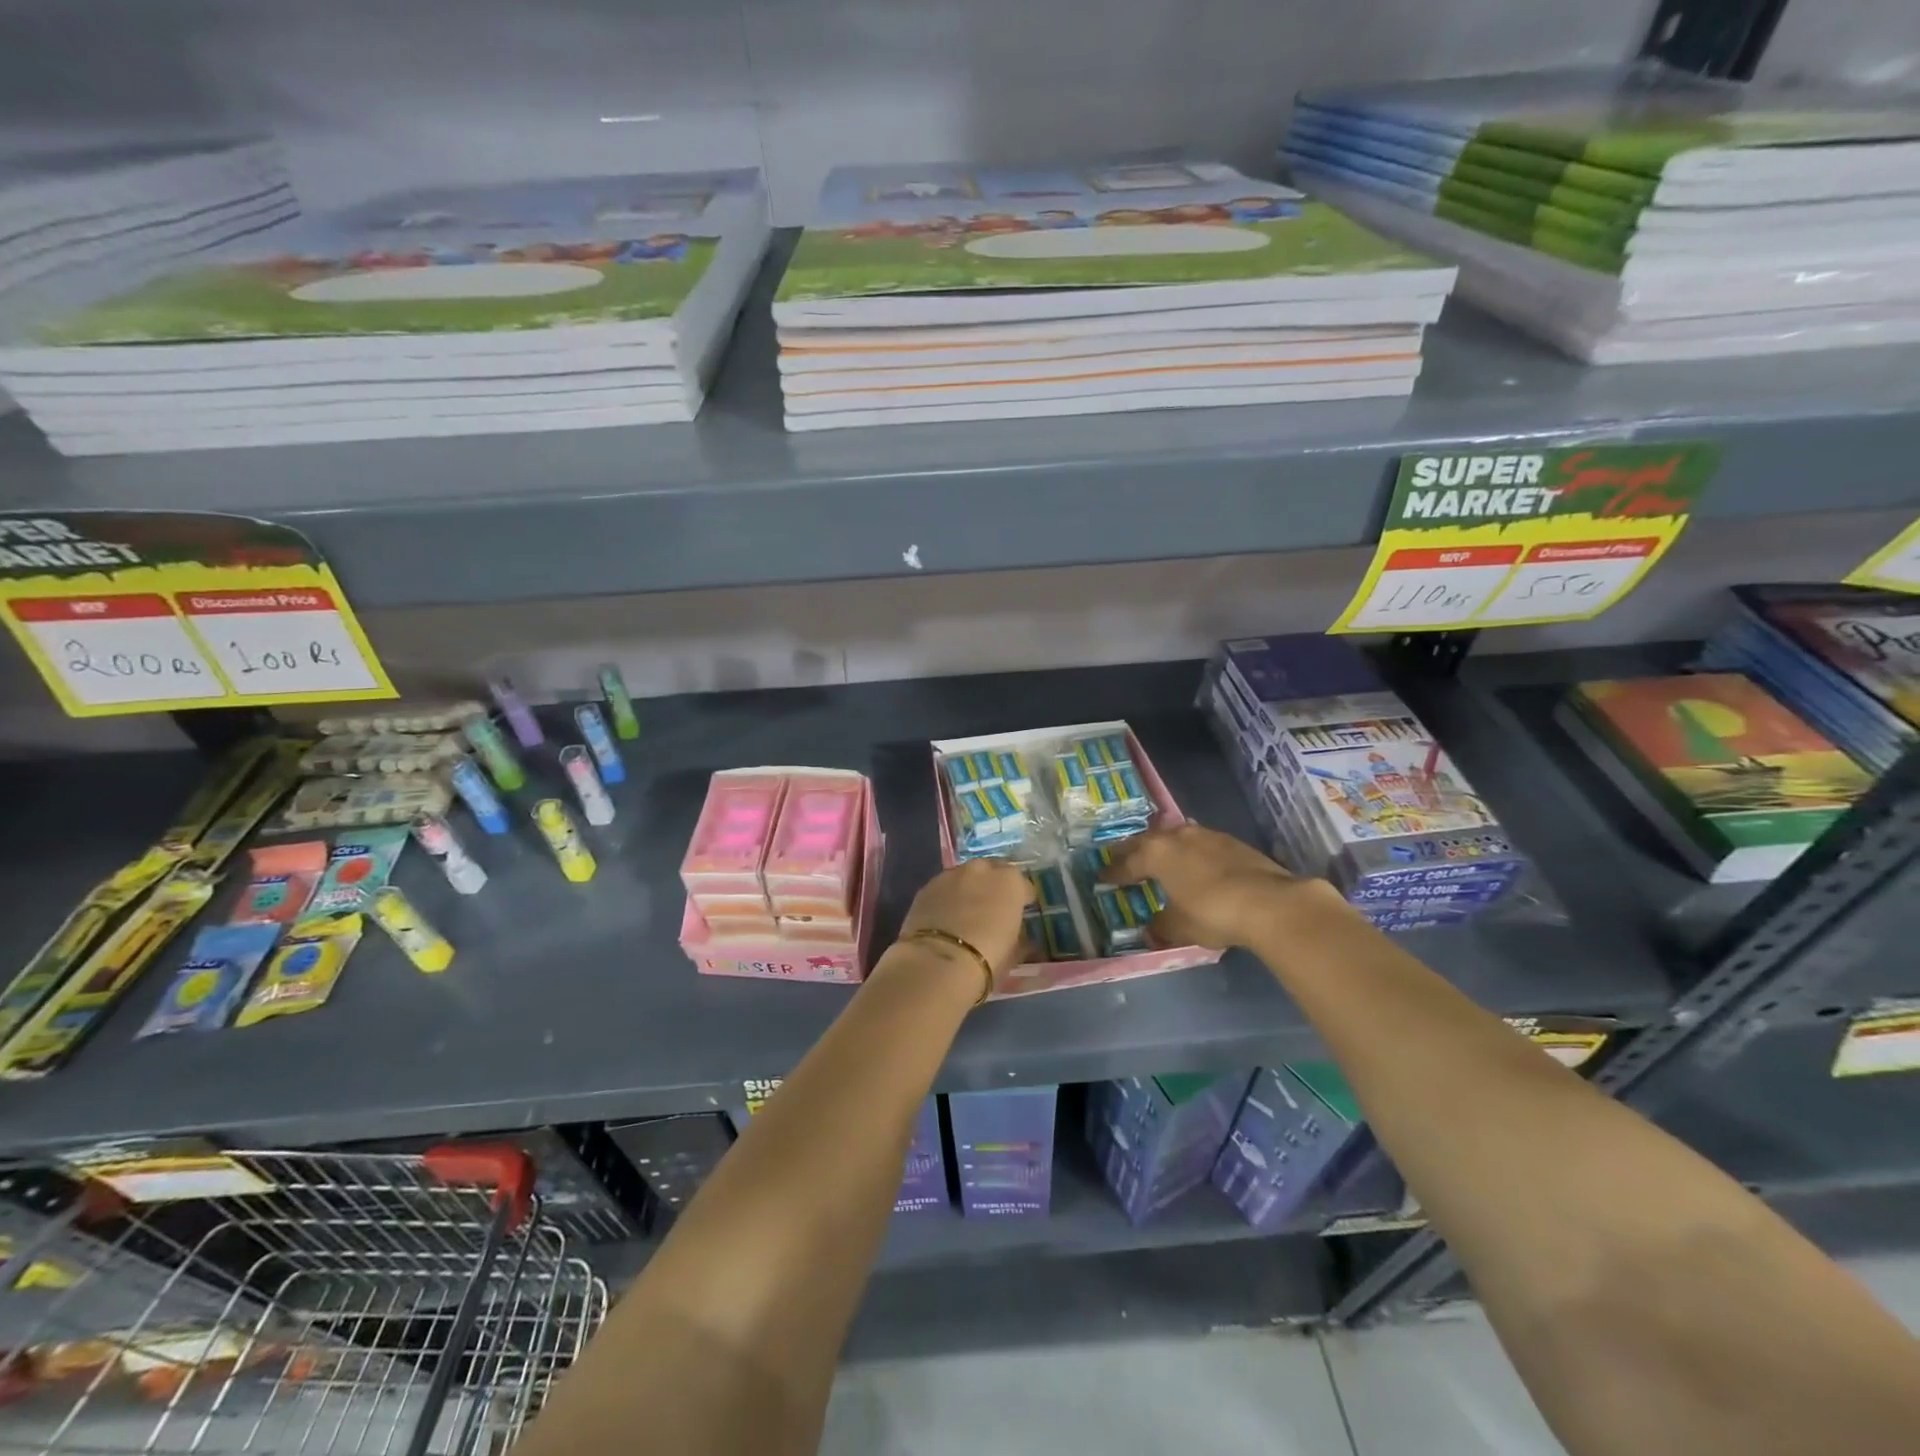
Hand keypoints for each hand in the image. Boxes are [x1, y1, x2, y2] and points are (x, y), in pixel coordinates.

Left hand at [896, 859, 1035, 985]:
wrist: (938, 963)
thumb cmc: (987, 957)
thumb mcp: (1014, 952)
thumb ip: (1019, 936)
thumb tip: (1019, 937)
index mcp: (1010, 881)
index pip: (1023, 885)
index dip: (1022, 900)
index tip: (1020, 913)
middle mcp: (981, 869)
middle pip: (992, 872)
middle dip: (994, 887)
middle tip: (992, 909)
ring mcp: (951, 875)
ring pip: (965, 877)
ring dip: (968, 890)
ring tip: (966, 913)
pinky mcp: (926, 887)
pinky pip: (944, 889)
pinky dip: (947, 898)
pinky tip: (944, 918)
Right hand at [1101, 823, 1316, 949]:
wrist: (1270, 902)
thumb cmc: (1212, 912)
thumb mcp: (1180, 926)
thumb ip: (1162, 925)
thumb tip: (1151, 930)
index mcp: (1156, 854)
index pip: (1127, 862)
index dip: (1114, 872)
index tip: (1102, 876)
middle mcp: (1178, 837)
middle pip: (1148, 841)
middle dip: (1133, 850)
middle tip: (1122, 857)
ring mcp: (1207, 836)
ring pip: (1176, 836)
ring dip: (1165, 845)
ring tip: (1159, 854)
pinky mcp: (1233, 842)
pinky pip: (1200, 843)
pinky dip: (1190, 851)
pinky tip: (1195, 862)